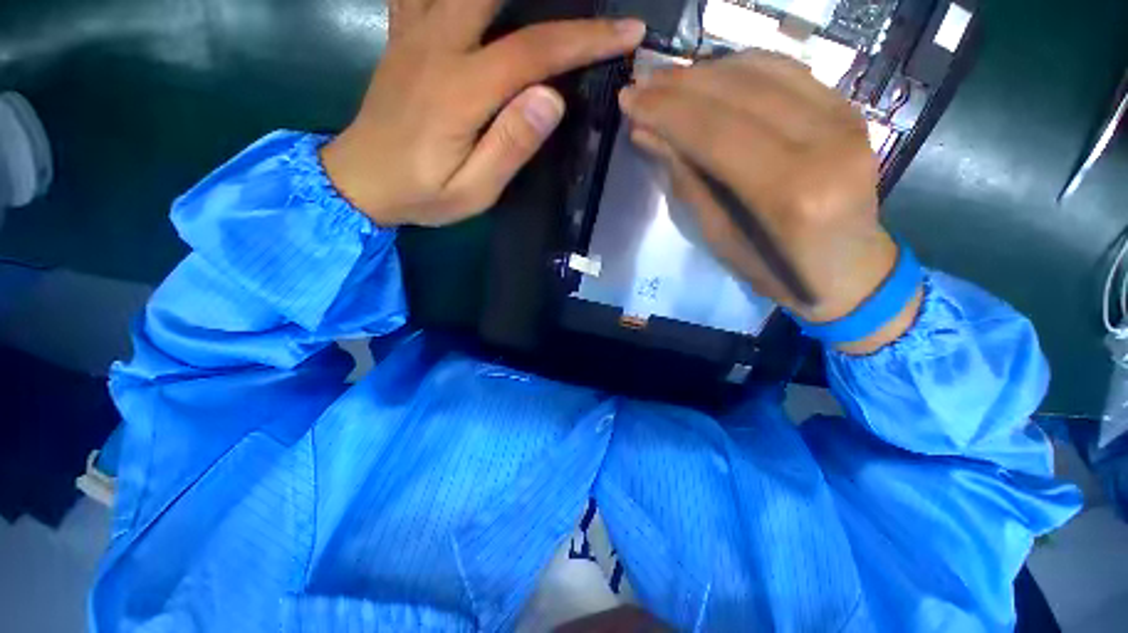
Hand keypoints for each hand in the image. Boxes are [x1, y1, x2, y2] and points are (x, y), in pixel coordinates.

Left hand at [321, 0, 645, 226]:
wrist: (361, 181)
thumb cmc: (422, 194)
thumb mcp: (473, 191)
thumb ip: (510, 146)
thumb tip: (551, 99)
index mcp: (461, 91)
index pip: (535, 51)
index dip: (586, 38)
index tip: (627, 32)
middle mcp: (437, 46)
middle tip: (589, 1)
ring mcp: (415, 33)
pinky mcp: (403, 35)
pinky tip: (477, 3)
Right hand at [619, 51, 920, 352]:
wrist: (851, 270)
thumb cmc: (778, 271)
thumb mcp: (720, 238)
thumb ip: (687, 181)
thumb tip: (647, 135)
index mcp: (791, 192)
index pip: (716, 132)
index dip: (666, 112)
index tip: (628, 100)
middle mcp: (825, 142)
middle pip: (738, 94)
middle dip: (678, 86)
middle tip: (639, 85)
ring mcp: (845, 118)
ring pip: (762, 71)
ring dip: (705, 71)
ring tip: (665, 81)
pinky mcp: (849, 108)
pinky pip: (787, 71)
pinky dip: (740, 68)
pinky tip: (709, 76)